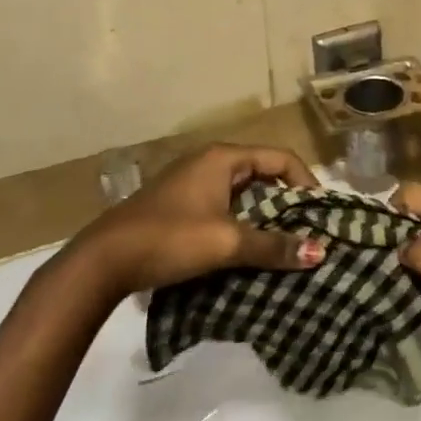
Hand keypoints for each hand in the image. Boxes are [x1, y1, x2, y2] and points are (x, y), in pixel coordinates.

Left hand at [67, 143, 324, 298]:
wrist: (99, 264)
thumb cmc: (169, 239)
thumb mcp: (227, 242)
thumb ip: (273, 246)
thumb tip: (320, 252)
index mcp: (223, 157)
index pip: (281, 158)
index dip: (306, 182)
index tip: (321, 212)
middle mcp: (208, 162)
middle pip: (262, 173)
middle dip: (287, 200)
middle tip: (307, 227)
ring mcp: (190, 182)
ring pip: (242, 192)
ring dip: (263, 214)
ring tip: (282, 240)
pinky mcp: (177, 205)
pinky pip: (223, 205)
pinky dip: (241, 221)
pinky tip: (246, 246)